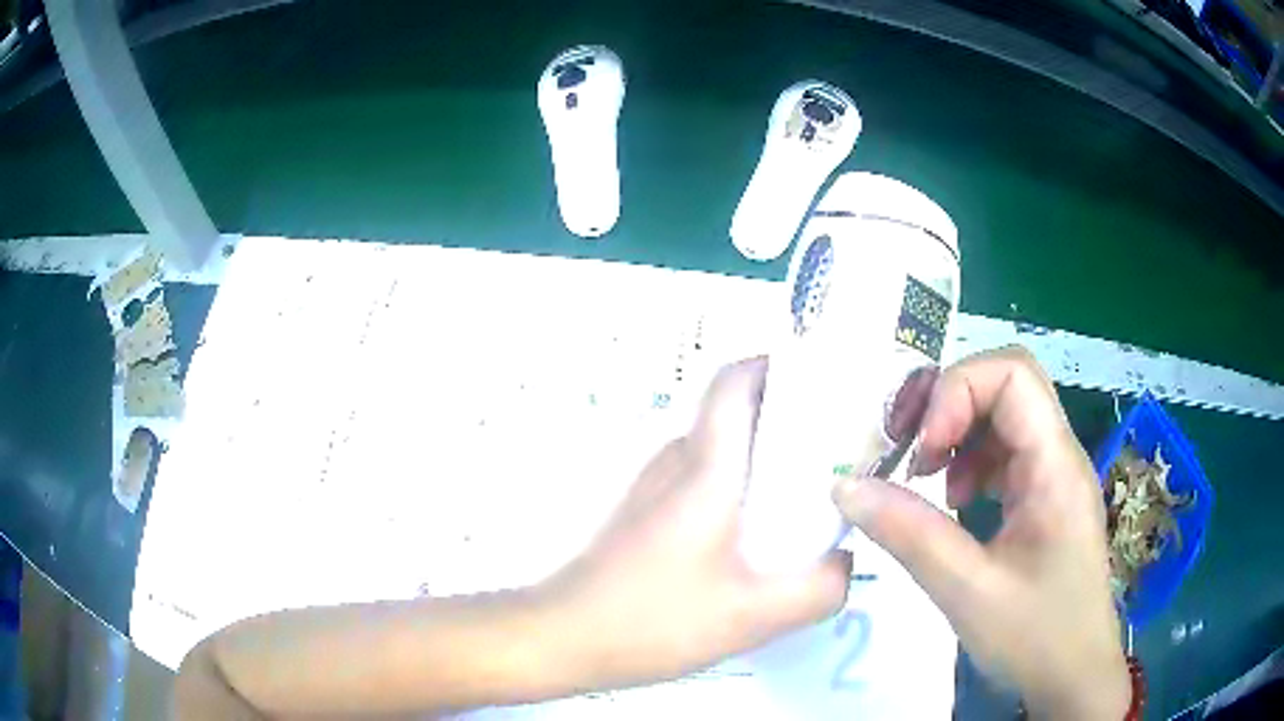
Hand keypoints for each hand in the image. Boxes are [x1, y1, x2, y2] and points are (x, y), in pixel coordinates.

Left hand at [549, 356, 851, 687]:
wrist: (563, 637)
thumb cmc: (655, 619)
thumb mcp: (755, 615)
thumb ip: (819, 588)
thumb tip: (845, 562)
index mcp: (705, 469)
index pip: (734, 382)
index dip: (776, 366)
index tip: (821, 384)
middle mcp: (674, 463)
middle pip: (734, 414)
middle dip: (787, 422)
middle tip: (835, 456)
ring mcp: (652, 487)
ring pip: (718, 451)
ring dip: (762, 462)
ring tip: (805, 501)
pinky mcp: (642, 515)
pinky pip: (701, 482)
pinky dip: (736, 491)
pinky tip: (753, 543)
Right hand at [832, 347, 1129, 719]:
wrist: (1074, 675)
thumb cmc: (1035, 637)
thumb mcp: (967, 592)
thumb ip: (910, 534)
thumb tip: (845, 487)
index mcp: (1056, 465)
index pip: (1012, 373)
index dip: (957, 392)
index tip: (921, 451)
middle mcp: (1060, 455)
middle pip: (1006, 384)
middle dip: (948, 404)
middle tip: (906, 449)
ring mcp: (1054, 475)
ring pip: (1003, 416)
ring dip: (957, 433)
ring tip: (925, 479)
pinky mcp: (1045, 498)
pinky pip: (1005, 454)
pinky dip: (969, 463)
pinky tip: (955, 503)